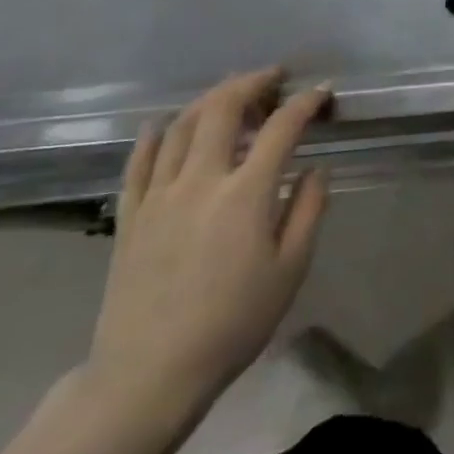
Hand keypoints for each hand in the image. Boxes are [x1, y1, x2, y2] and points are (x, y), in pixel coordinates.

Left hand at [85, 69, 329, 430]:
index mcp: (246, 194)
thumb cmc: (232, 323)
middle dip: (252, 83)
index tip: (322, 93)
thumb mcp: (291, 269)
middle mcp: (200, 181)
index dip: (305, 103)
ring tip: (232, 95)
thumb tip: (315, 169)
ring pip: (181, 125)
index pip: (282, 128)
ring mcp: (159, 195)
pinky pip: (140, 159)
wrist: (148, 375)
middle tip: (273, 77)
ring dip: (211, 100)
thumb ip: (308, 210)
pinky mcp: (131, 215)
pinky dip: (157, 133)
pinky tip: (166, 124)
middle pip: (223, 109)